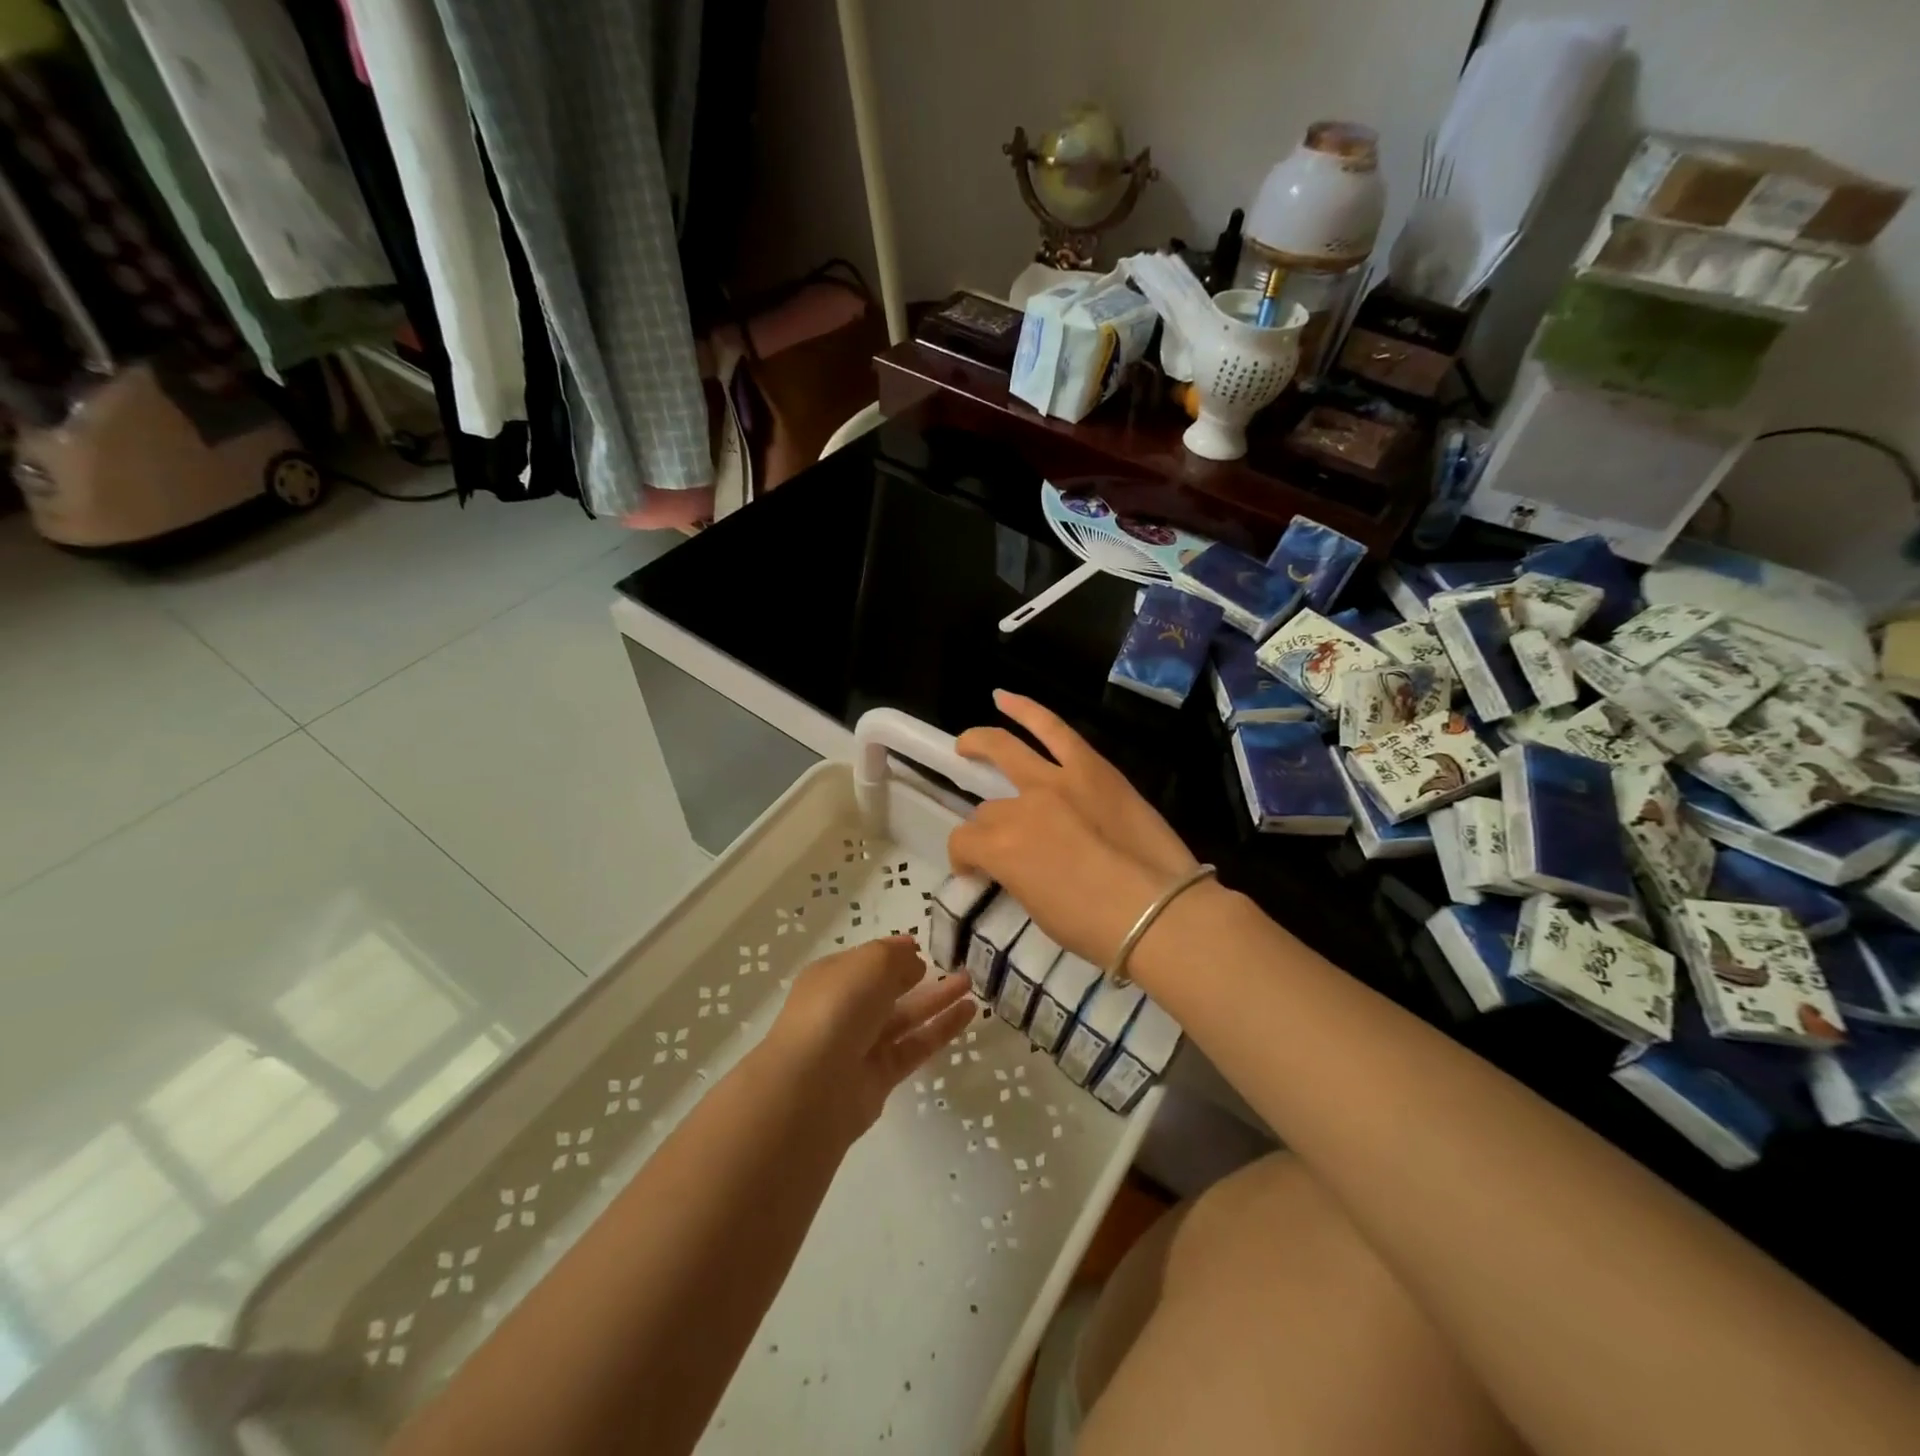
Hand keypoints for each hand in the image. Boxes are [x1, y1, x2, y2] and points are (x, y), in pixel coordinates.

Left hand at [766, 937, 975, 1135]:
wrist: (813, 1085)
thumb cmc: (838, 1007)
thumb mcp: (871, 962)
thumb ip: (896, 956)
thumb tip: (913, 960)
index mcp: (832, 977)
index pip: (866, 961)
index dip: (894, 953)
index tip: (924, 947)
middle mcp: (844, 1010)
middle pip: (886, 989)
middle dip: (919, 976)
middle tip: (956, 965)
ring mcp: (861, 1046)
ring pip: (905, 1017)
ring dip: (937, 1000)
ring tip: (970, 984)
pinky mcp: (880, 1077)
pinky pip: (915, 1046)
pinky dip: (941, 1029)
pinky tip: (968, 1012)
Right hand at [949, 691, 1199, 968]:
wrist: (1160, 912)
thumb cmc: (1097, 928)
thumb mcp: (1037, 909)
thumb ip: (1014, 876)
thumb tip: (1010, 864)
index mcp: (1001, 850)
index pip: (965, 843)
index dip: (965, 859)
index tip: (977, 873)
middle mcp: (1020, 807)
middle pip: (987, 808)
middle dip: (981, 823)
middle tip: (977, 829)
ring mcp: (1057, 781)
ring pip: (1007, 751)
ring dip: (981, 743)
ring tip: (968, 744)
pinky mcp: (1091, 767)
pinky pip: (1053, 728)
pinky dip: (1026, 709)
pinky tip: (1003, 698)